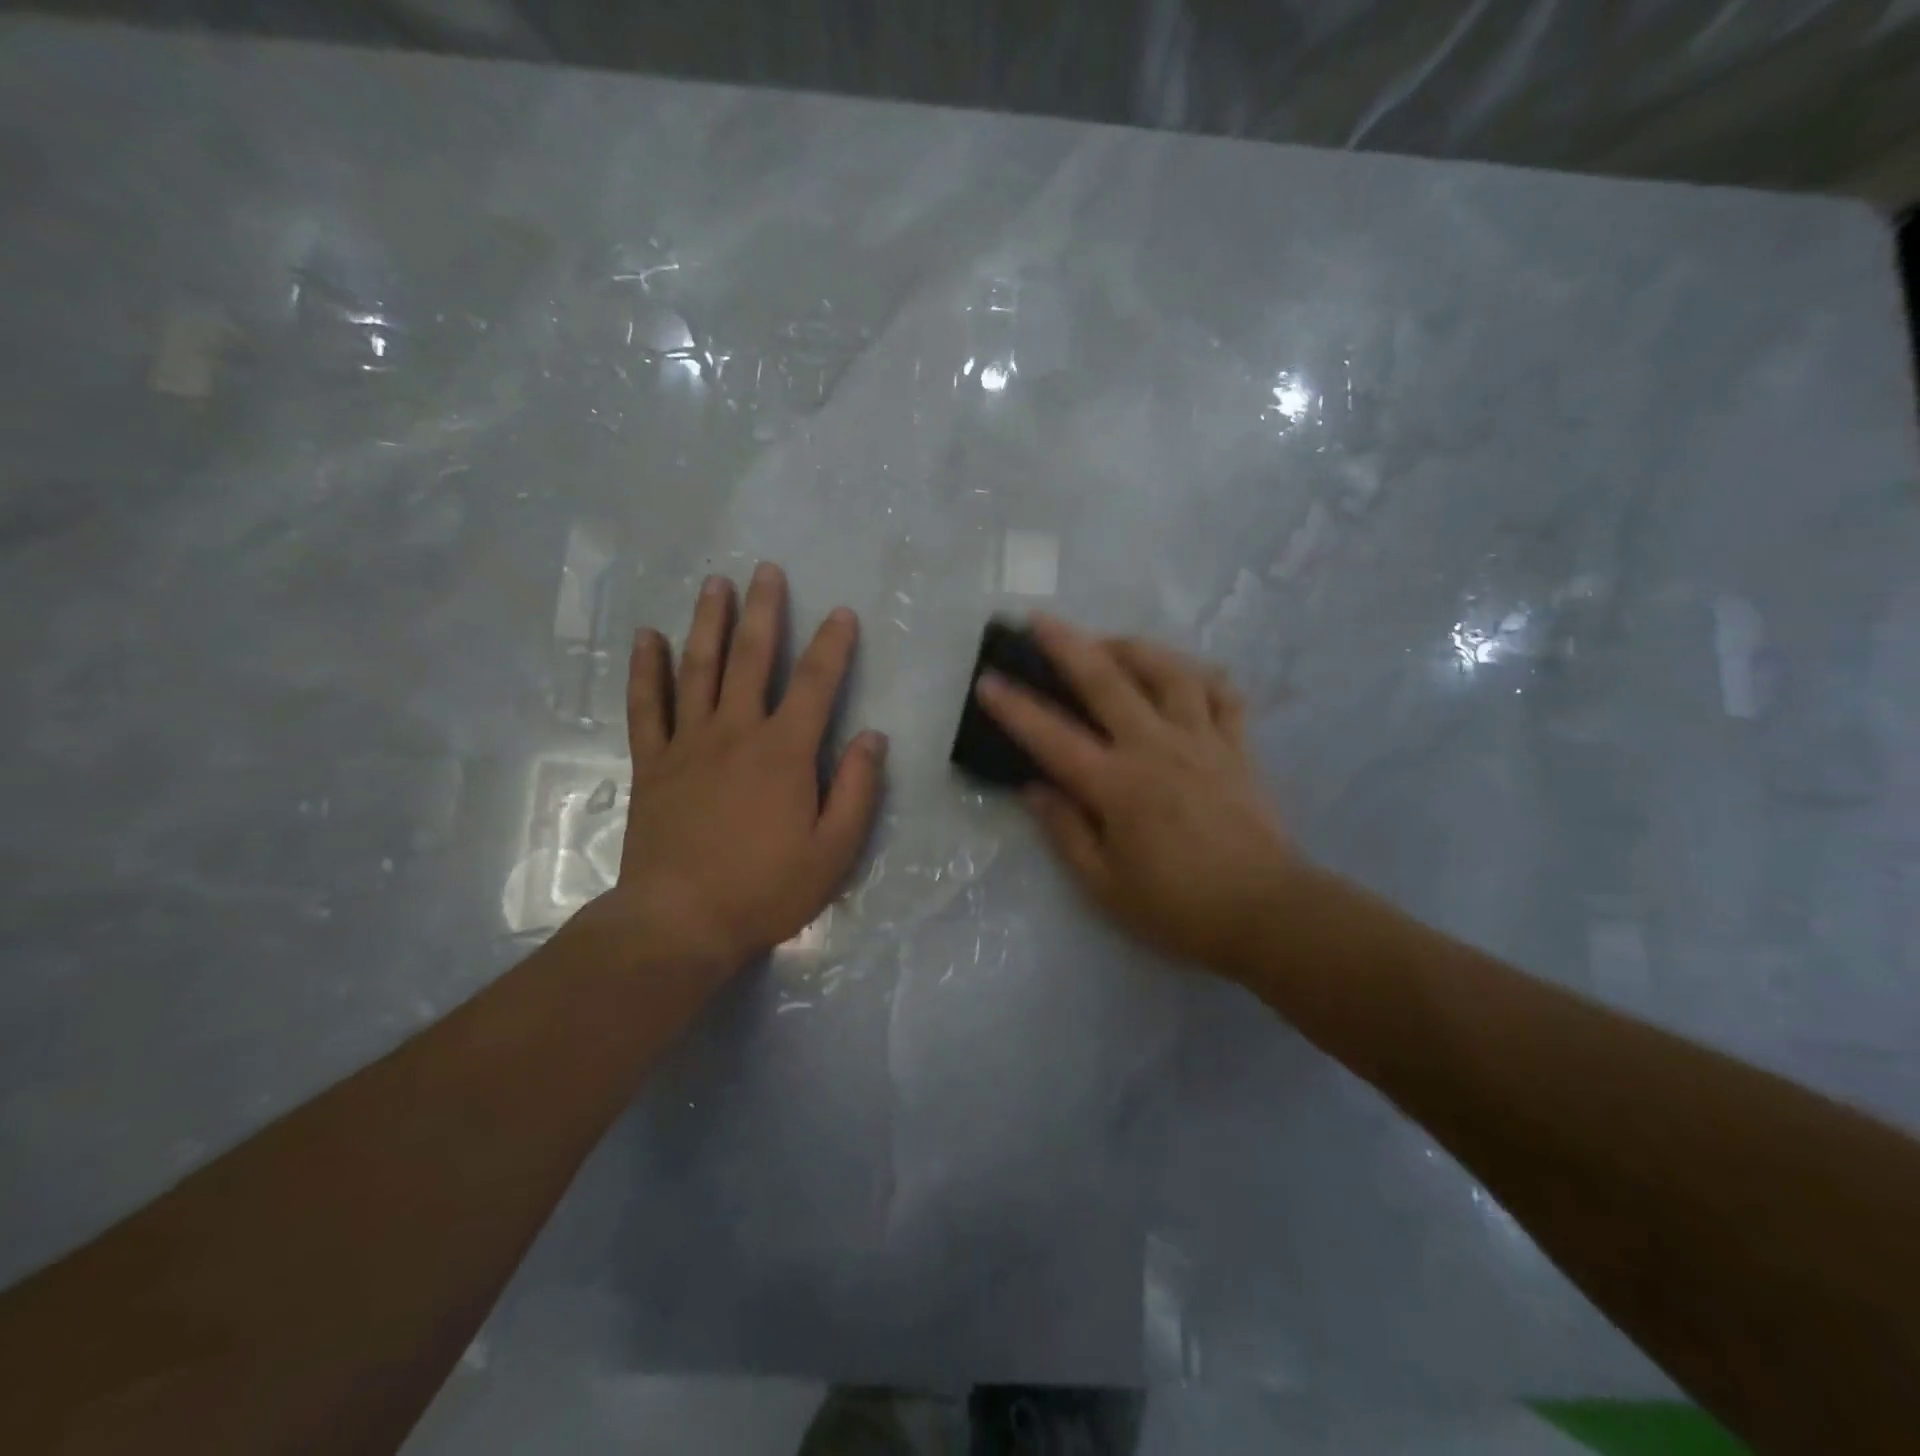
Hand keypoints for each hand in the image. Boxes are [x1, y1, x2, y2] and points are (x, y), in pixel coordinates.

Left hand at [600, 562, 885, 976]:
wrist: (680, 921)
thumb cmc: (766, 888)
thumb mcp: (835, 850)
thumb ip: (858, 789)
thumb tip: (873, 737)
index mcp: (785, 752)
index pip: (816, 683)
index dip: (832, 645)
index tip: (842, 613)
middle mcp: (736, 732)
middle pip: (751, 659)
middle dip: (763, 612)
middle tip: (765, 570)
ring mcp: (688, 744)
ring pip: (698, 669)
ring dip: (707, 622)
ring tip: (714, 584)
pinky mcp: (653, 763)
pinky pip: (647, 706)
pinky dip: (647, 670)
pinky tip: (648, 638)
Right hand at [976, 616, 1295, 979]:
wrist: (1266, 913)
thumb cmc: (1178, 907)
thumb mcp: (1105, 886)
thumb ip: (1066, 832)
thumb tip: (1035, 789)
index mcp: (1117, 786)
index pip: (1053, 737)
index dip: (1015, 707)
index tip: (988, 679)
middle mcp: (1156, 749)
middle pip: (1107, 682)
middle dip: (1068, 646)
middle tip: (1041, 620)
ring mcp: (1202, 741)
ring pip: (1170, 673)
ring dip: (1135, 648)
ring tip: (1111, 642)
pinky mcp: (1237, 747)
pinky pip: (1223, 695)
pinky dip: (1202, 676)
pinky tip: (1185, 673)